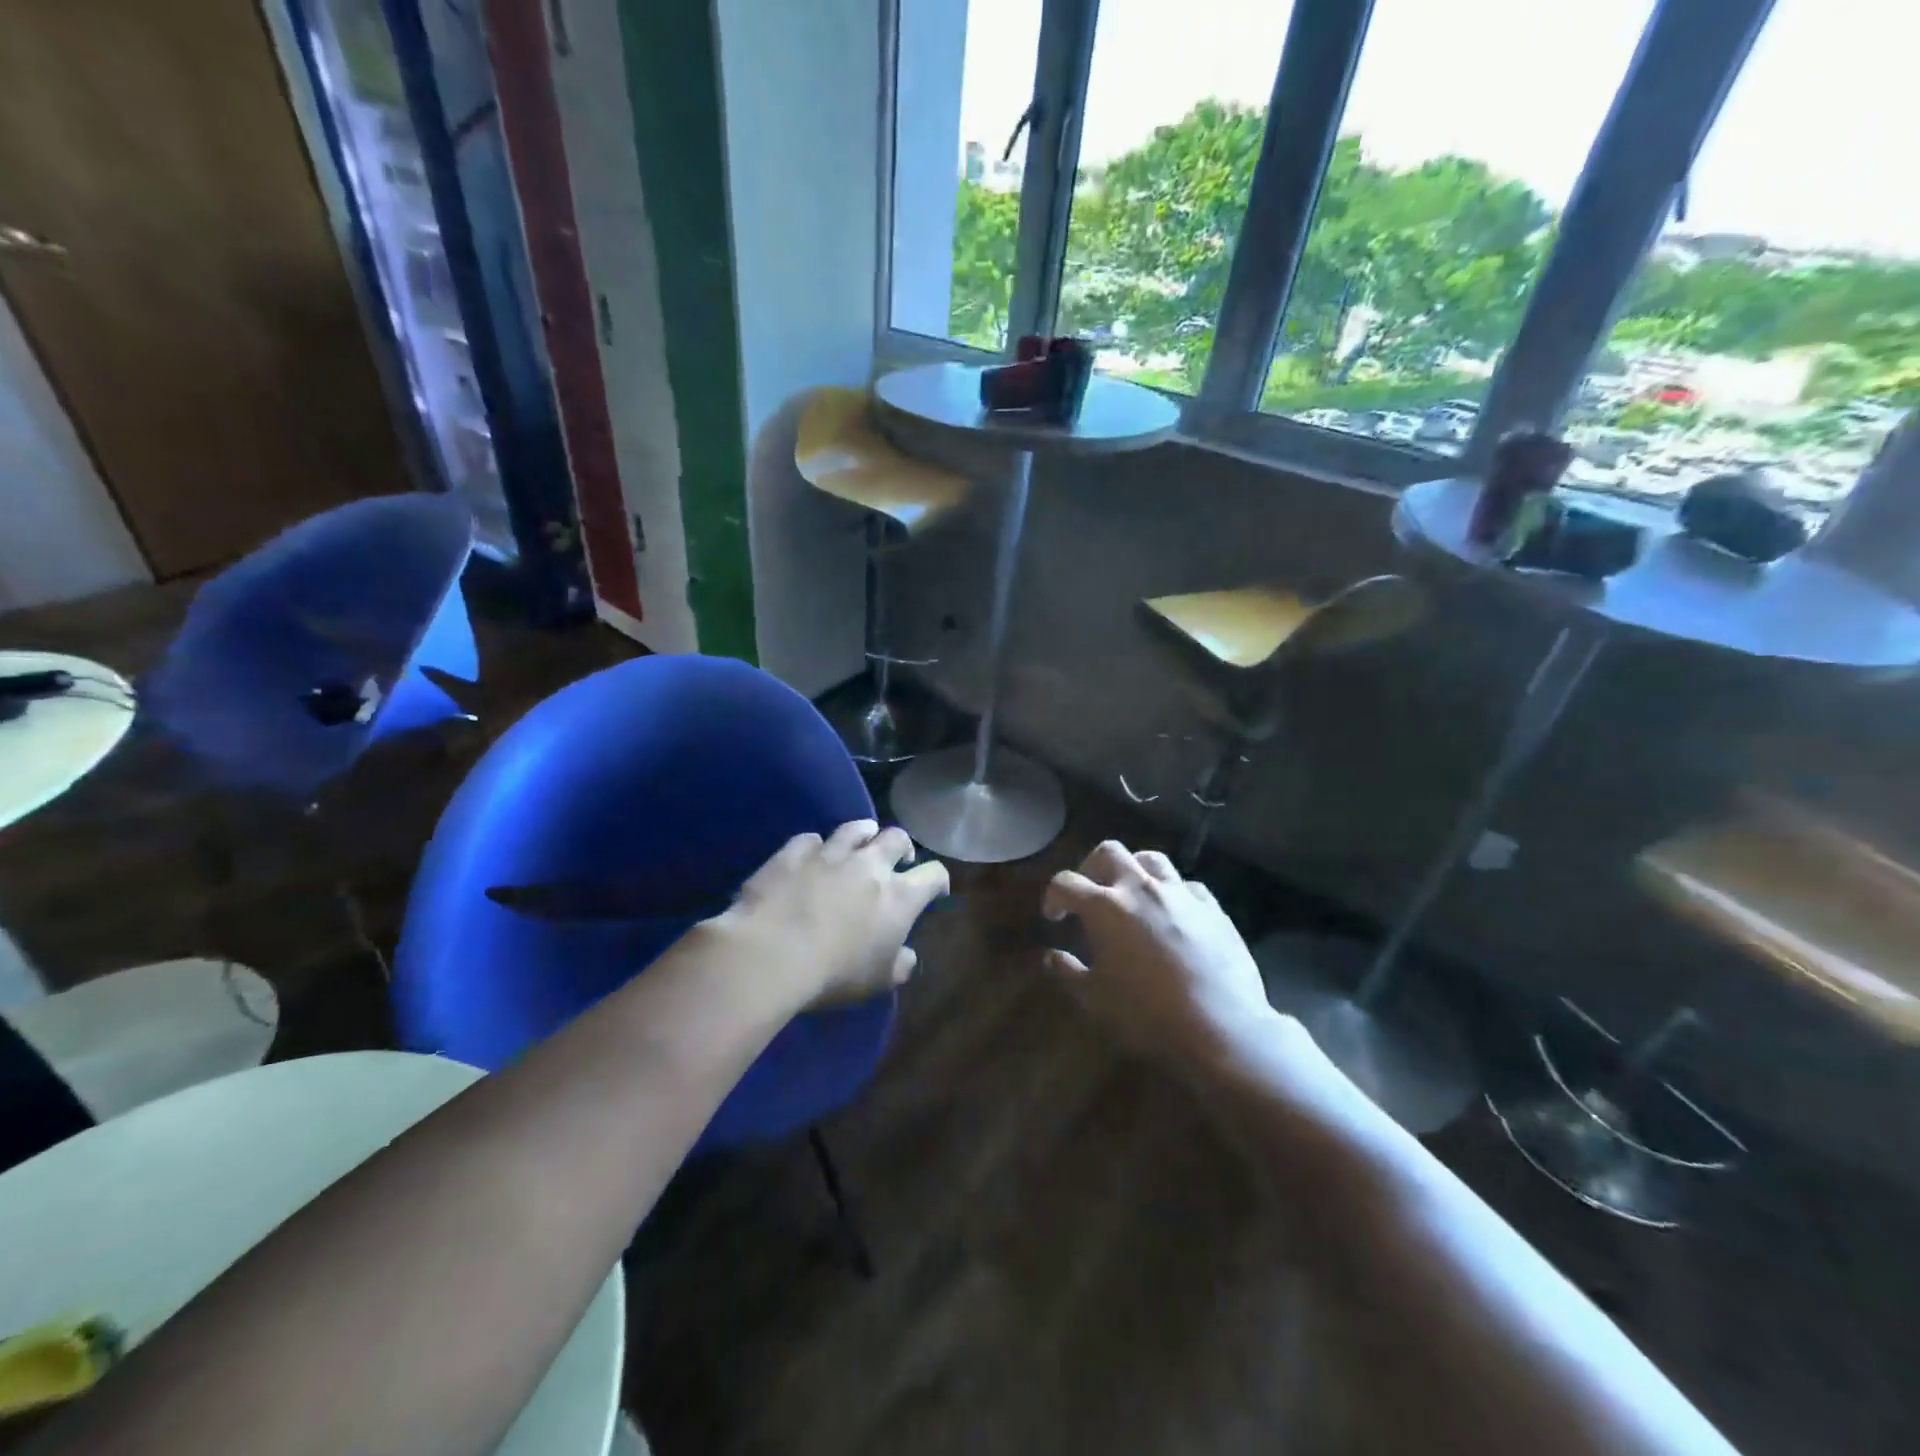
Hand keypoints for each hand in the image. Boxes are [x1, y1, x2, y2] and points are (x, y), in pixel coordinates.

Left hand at [715, 820, 949, 1014]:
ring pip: (856, 828)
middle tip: (897, 861)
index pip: (934, 874)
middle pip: (897, 838)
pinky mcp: (793, 852)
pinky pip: (810, 839)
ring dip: (863, 834)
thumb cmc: (834, 973)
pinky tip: (811, 856)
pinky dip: (815, 847)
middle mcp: (870, 865)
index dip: (938, 880)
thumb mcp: (877, 981)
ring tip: (860, 844)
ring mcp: (830, 853)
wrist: (771, 953)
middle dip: (902, 847)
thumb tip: (907, 956)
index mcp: (899, 896)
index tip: (935, 890)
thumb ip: (899, 965)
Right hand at [1042, 841, 1278, 1067]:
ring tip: (1132, 893)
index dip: (1054, 896)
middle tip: (1090, 892)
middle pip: (1109, 852)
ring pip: (1151, 859)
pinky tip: (1174, 913)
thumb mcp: (1094, 999)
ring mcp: (1180, 894)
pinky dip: (1173, 893)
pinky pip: (1187, 886)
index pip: (1066, 883)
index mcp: (1105, 907)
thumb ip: (1068, 972)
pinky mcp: (1212, 908)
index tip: (1054, 916)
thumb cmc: (1146, 1013)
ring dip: (1134, 869)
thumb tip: (1051, 956)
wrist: (1219, 1026)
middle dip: (1092, 867)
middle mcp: (1141, 888)